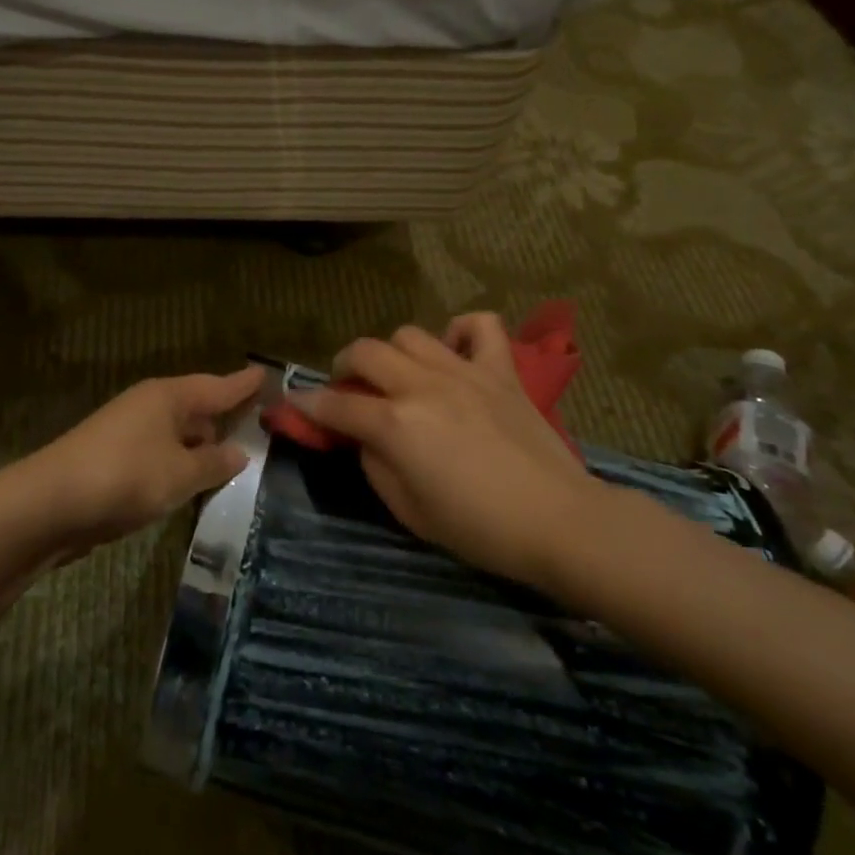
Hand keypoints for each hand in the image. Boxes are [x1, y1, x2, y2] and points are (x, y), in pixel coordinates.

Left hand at [26, 366, 263, 559]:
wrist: (47, 505)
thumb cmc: (124, 478)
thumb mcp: (180, 474)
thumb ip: (213, 464)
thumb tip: (238, 452)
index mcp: (167, 397)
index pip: (217, 386)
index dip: (243, 385)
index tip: (266, 375)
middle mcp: (148, 407)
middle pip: (196, 408)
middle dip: (224, 418)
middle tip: (260, 428)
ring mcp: (127, 433)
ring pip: (176, 436)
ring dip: (200, 448)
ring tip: (233, 462)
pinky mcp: (113, 461)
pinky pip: (159, 456)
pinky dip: (178, 467)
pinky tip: (191, 485)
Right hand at [289, 316, 603, 585]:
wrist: (559, 522)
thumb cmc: (479, 529)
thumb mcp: (408, 511)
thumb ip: (376, 465)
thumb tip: (366, 437)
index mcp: (396, 424)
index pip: (337, 404)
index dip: (309, 404)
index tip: (295, 403)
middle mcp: (423, 386)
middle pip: (365, 351)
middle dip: (343, 366)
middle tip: (348, 388)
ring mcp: (465, 371)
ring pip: (410, 334)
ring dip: (393, 353)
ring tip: (399, 375)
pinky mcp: (501, 371)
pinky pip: (479, 325)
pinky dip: (459, 332)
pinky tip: (453, 355)